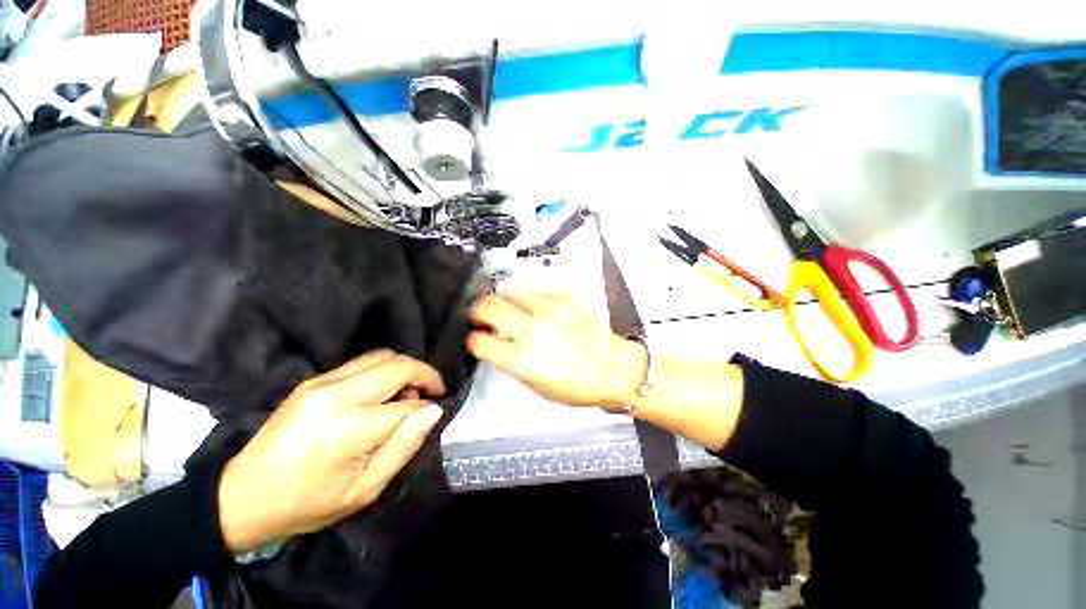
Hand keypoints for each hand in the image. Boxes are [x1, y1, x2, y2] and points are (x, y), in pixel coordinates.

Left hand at [217, 350, 445, 552]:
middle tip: (431, 393)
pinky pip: (363, 361)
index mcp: (348, 428)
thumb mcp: (364, 490)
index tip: (434, 413)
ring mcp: (322, 382)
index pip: (407, 405)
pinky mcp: (313, 380)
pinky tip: (382, 392)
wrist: (241, 497)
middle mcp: (337, 394)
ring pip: (382, 356)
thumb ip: (404, 446)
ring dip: (404, 369)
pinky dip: (384, 369)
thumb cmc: (307, 504)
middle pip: (398, 365)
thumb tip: (434, 411)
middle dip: (424, 375)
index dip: (427, 408)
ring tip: (407, 393)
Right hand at [467, 291, 646, 408]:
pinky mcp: (564, 301)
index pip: (481, 342)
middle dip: (478, 310)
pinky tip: (530, 305)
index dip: (473, 339)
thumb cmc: (576, 387)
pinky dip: (527, 297)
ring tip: (506, 308)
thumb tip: (498, 346)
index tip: (476, 338)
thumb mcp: (537, 385)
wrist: (614, 370)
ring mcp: (550, 311)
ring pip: (511, 292)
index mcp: (523, 360)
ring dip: (503, 300)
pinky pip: (535, 291)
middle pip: (489, 306)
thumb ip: (513, 364)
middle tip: (481, 316)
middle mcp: (533, 331)